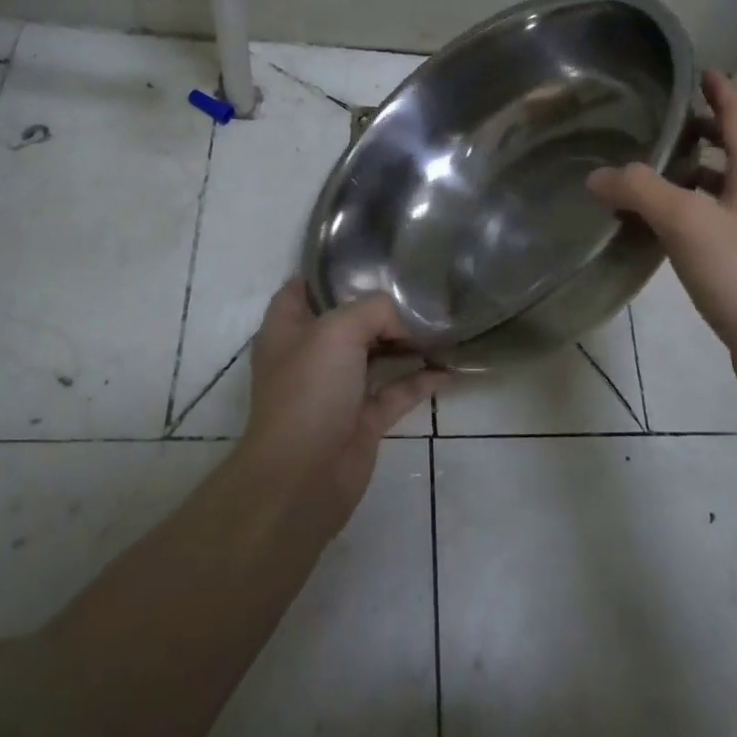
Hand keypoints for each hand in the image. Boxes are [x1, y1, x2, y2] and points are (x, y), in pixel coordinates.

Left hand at [238, 280, 444, 531]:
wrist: (302, 477)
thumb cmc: (309, 391)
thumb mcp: (338, 330)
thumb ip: (374, 310)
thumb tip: (401, 323)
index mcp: (288, 328)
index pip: (303, 288)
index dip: (328, 273)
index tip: (367, 258)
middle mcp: (310, 355)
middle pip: (347, 320)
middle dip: (379, 306)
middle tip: (417, 289)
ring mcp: (336, 389)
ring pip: (374, 355)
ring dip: (404, 342)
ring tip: (440, 324)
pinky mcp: (361, 419)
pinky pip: (396, 391)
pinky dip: (420, 380)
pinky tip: (448, 370)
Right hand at [587, 71, 736, 378]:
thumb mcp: (685, 221)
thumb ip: (639, 190)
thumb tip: (597, 175)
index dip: (722, 91)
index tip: (701, 71)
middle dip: (710, 130)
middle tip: (671, 122)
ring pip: (731, 186)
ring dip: (701, 171)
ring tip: (660, 170)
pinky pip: (721, 219)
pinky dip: (695, 209)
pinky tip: (665, 226)